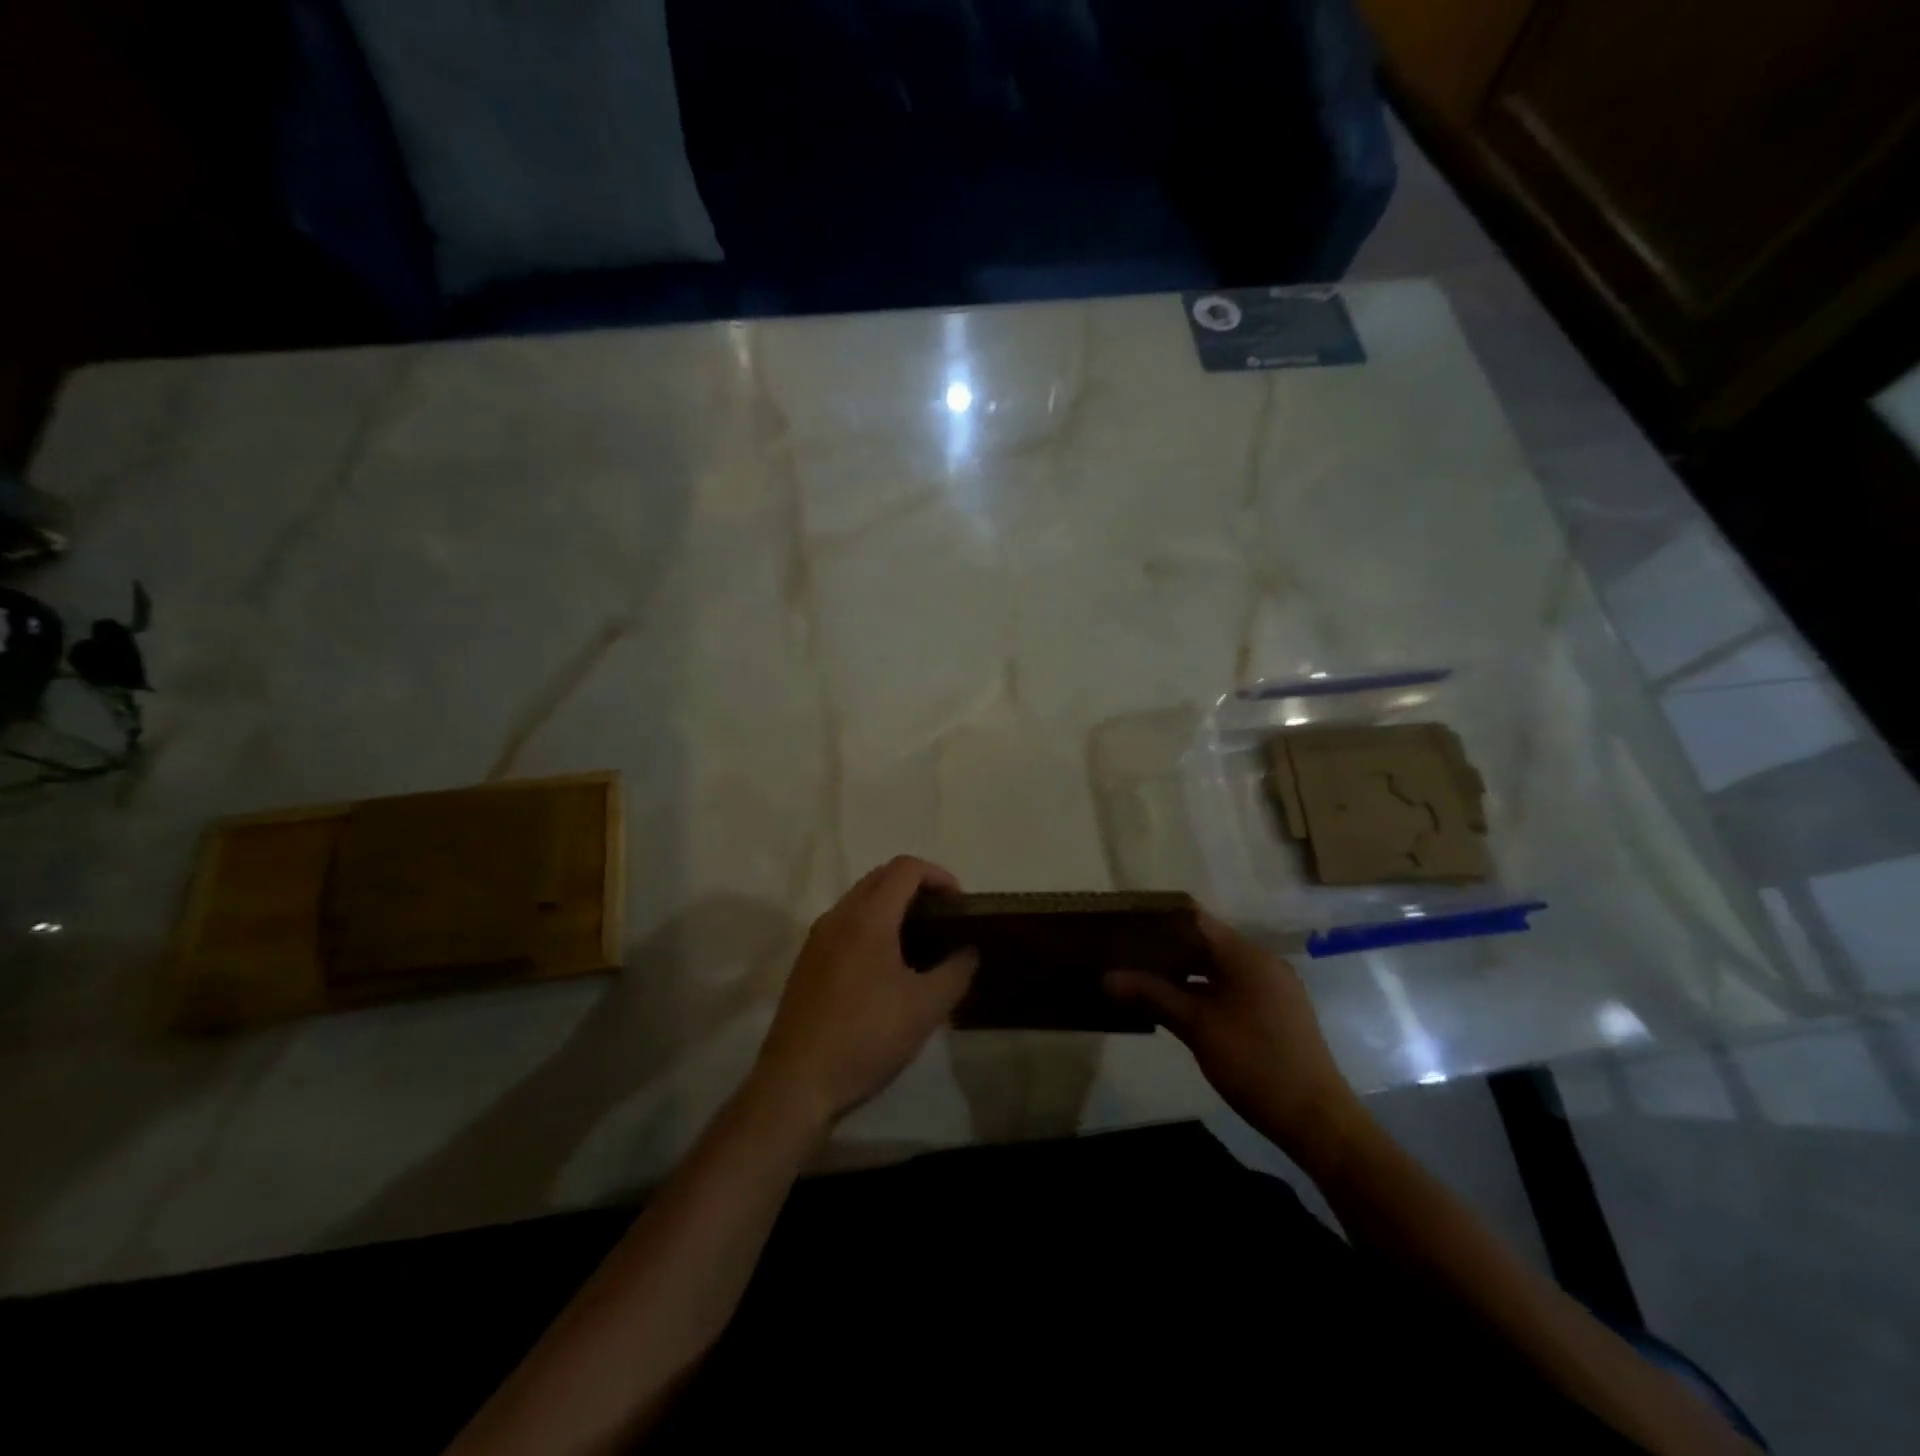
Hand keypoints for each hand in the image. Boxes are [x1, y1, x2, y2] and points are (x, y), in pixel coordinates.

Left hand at [752, 856, 978, 1129]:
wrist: (797, 1082)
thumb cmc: (866, 1037)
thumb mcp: (926, 1008)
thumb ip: (956, 971)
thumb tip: (969, 951)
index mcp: (867, 917)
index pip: (906, 868)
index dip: (939, 876)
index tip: (960, 905)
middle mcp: (838, 917)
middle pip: (881, 877)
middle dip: (917, 888)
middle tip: (944, 919)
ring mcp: (817, 939)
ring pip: (860, 901)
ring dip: (892, 907)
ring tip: (920, 943)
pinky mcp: (807, 963)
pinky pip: (845, 925)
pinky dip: (872, 927)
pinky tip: (886, 968)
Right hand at [1106, 914, 1366, 1169]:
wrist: (1317, 1119)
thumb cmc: (1255, 1063)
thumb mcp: (1197, 1028)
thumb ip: (1153, 996)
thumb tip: (1106, 977)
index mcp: (1246, 955)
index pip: (1195, 919)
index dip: (1158, 919)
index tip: (1124, 924)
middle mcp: (1262, 962)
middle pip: (1205, 942)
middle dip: (1165, 948)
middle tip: (1124, 953)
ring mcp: (1272, 987)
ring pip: (1217, 966)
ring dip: (1183, 971)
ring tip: (1141, 976)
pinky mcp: (1275, 1011)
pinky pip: (1231, 986)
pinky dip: (1203, 989)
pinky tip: (1176, 1003)